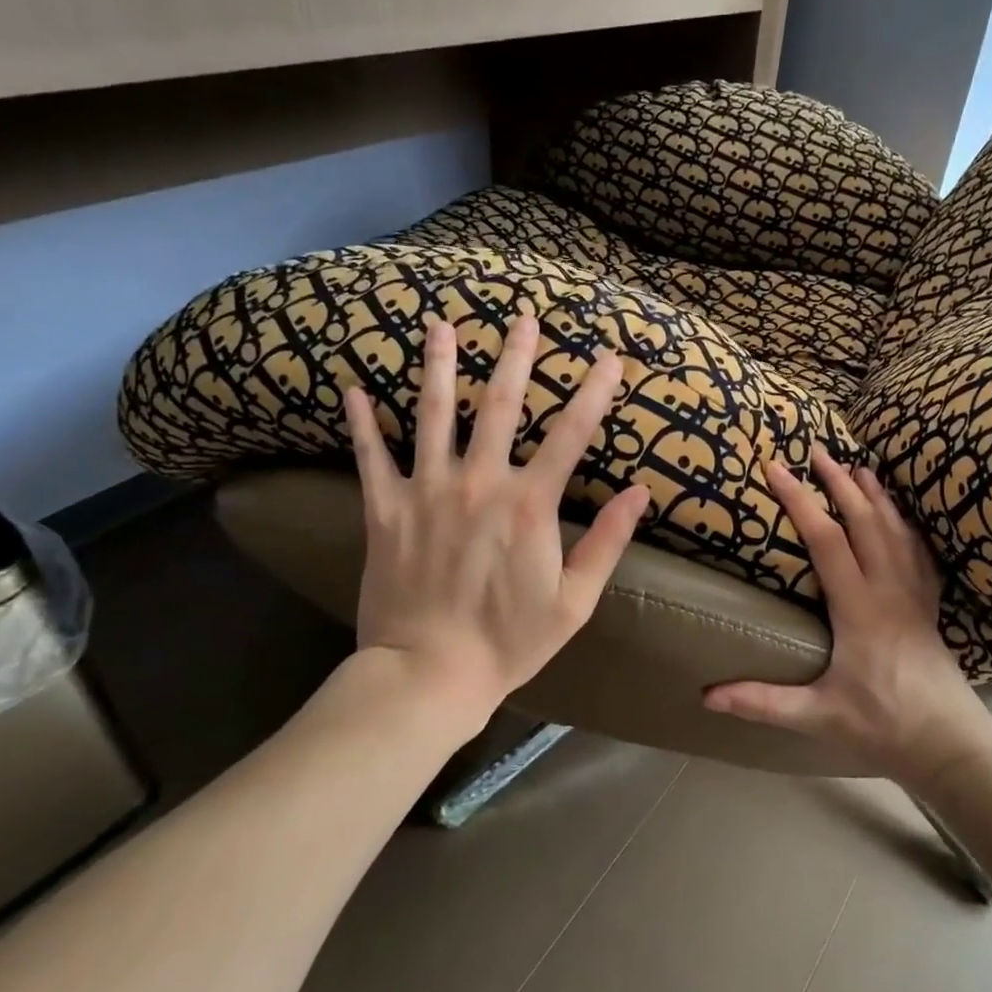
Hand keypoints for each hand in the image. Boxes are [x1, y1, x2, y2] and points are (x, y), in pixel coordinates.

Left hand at [339, 313, 648, 728]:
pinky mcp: (385, 510)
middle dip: (515, 357)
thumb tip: (640, 493)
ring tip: (440, 325)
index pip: (571, 435)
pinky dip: (362, 424)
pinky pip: (371, 458)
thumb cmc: (510, 642)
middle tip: (522, 318)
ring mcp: (427, 492)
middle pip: (499, 406)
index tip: (610, 359)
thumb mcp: (575, 600)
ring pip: (432, 415)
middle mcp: (478, 483)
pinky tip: (352, 390)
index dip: (594, 393)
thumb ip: (608, 542)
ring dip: (439, 366)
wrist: (429, 674)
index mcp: (529, 504)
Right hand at [704, 451, 991, 791]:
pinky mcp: (929, 606)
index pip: (825, 540)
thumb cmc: (883, 727)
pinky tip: (901, 516)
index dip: (799, 500)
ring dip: (875, 495)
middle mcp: (889, 589)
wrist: (951, 745)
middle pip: (864, 521)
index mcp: (859, 608)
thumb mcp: (818, 716)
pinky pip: (919, 552)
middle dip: (839, 482)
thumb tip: (706, 695)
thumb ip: (762, 702)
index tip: (776, 468)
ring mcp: (914, 594)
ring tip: (860, 467)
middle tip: (818, 450)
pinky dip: (906, 524)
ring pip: (895, 530)